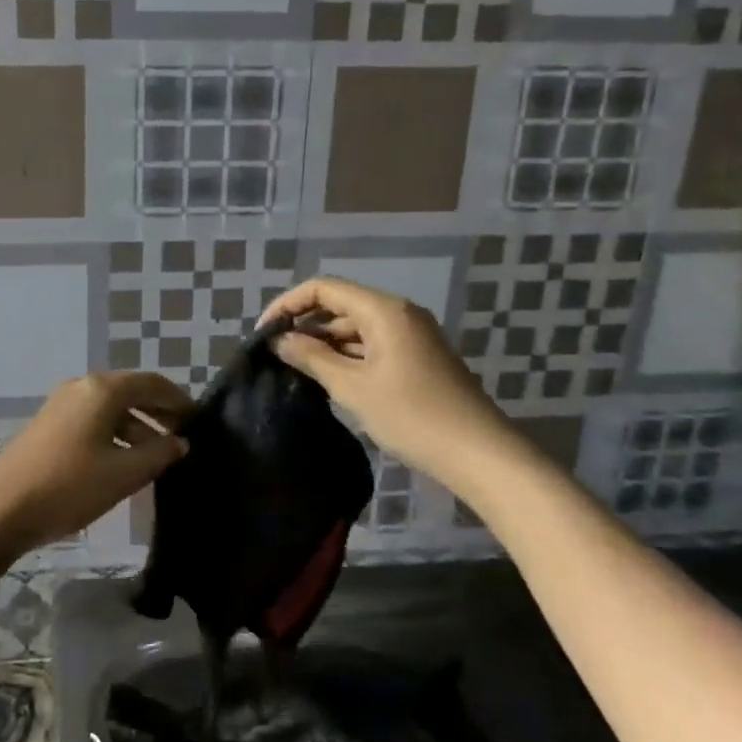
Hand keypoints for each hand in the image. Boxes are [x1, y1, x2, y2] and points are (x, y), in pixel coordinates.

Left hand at [0, 372, 193, 555]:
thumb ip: (159, 454)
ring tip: (156, 460)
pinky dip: (114, 436)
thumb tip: (180, 442)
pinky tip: (122, 464)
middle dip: (159, 414)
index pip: (152, 383)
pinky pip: (92, 422)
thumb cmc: (69, 486)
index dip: (179, 400)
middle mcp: (80, 388)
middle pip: (130, 393)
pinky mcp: (47, 427)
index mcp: (102, 390)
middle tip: (183, 439)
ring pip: (110, 410)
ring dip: (137, 429)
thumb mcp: (124, 473)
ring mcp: (60, 406)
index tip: (199, 421)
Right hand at [259, 278, 515, 493]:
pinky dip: (346, 357)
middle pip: (340, 306)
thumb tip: (279, 340)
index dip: (289, 304)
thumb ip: (312, 358)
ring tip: (294, 369)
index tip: (264, 332)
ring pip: (355, 328)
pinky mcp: (416, 359)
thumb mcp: (353, 387)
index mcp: (384, 310)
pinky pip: (371, 346)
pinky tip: (327, 379)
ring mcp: (410, 336)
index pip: (324, 288)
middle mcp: (398, 314)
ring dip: (324, 344)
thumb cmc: (411, 415)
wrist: (477, 453)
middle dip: (305, 325)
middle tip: (275, 355)